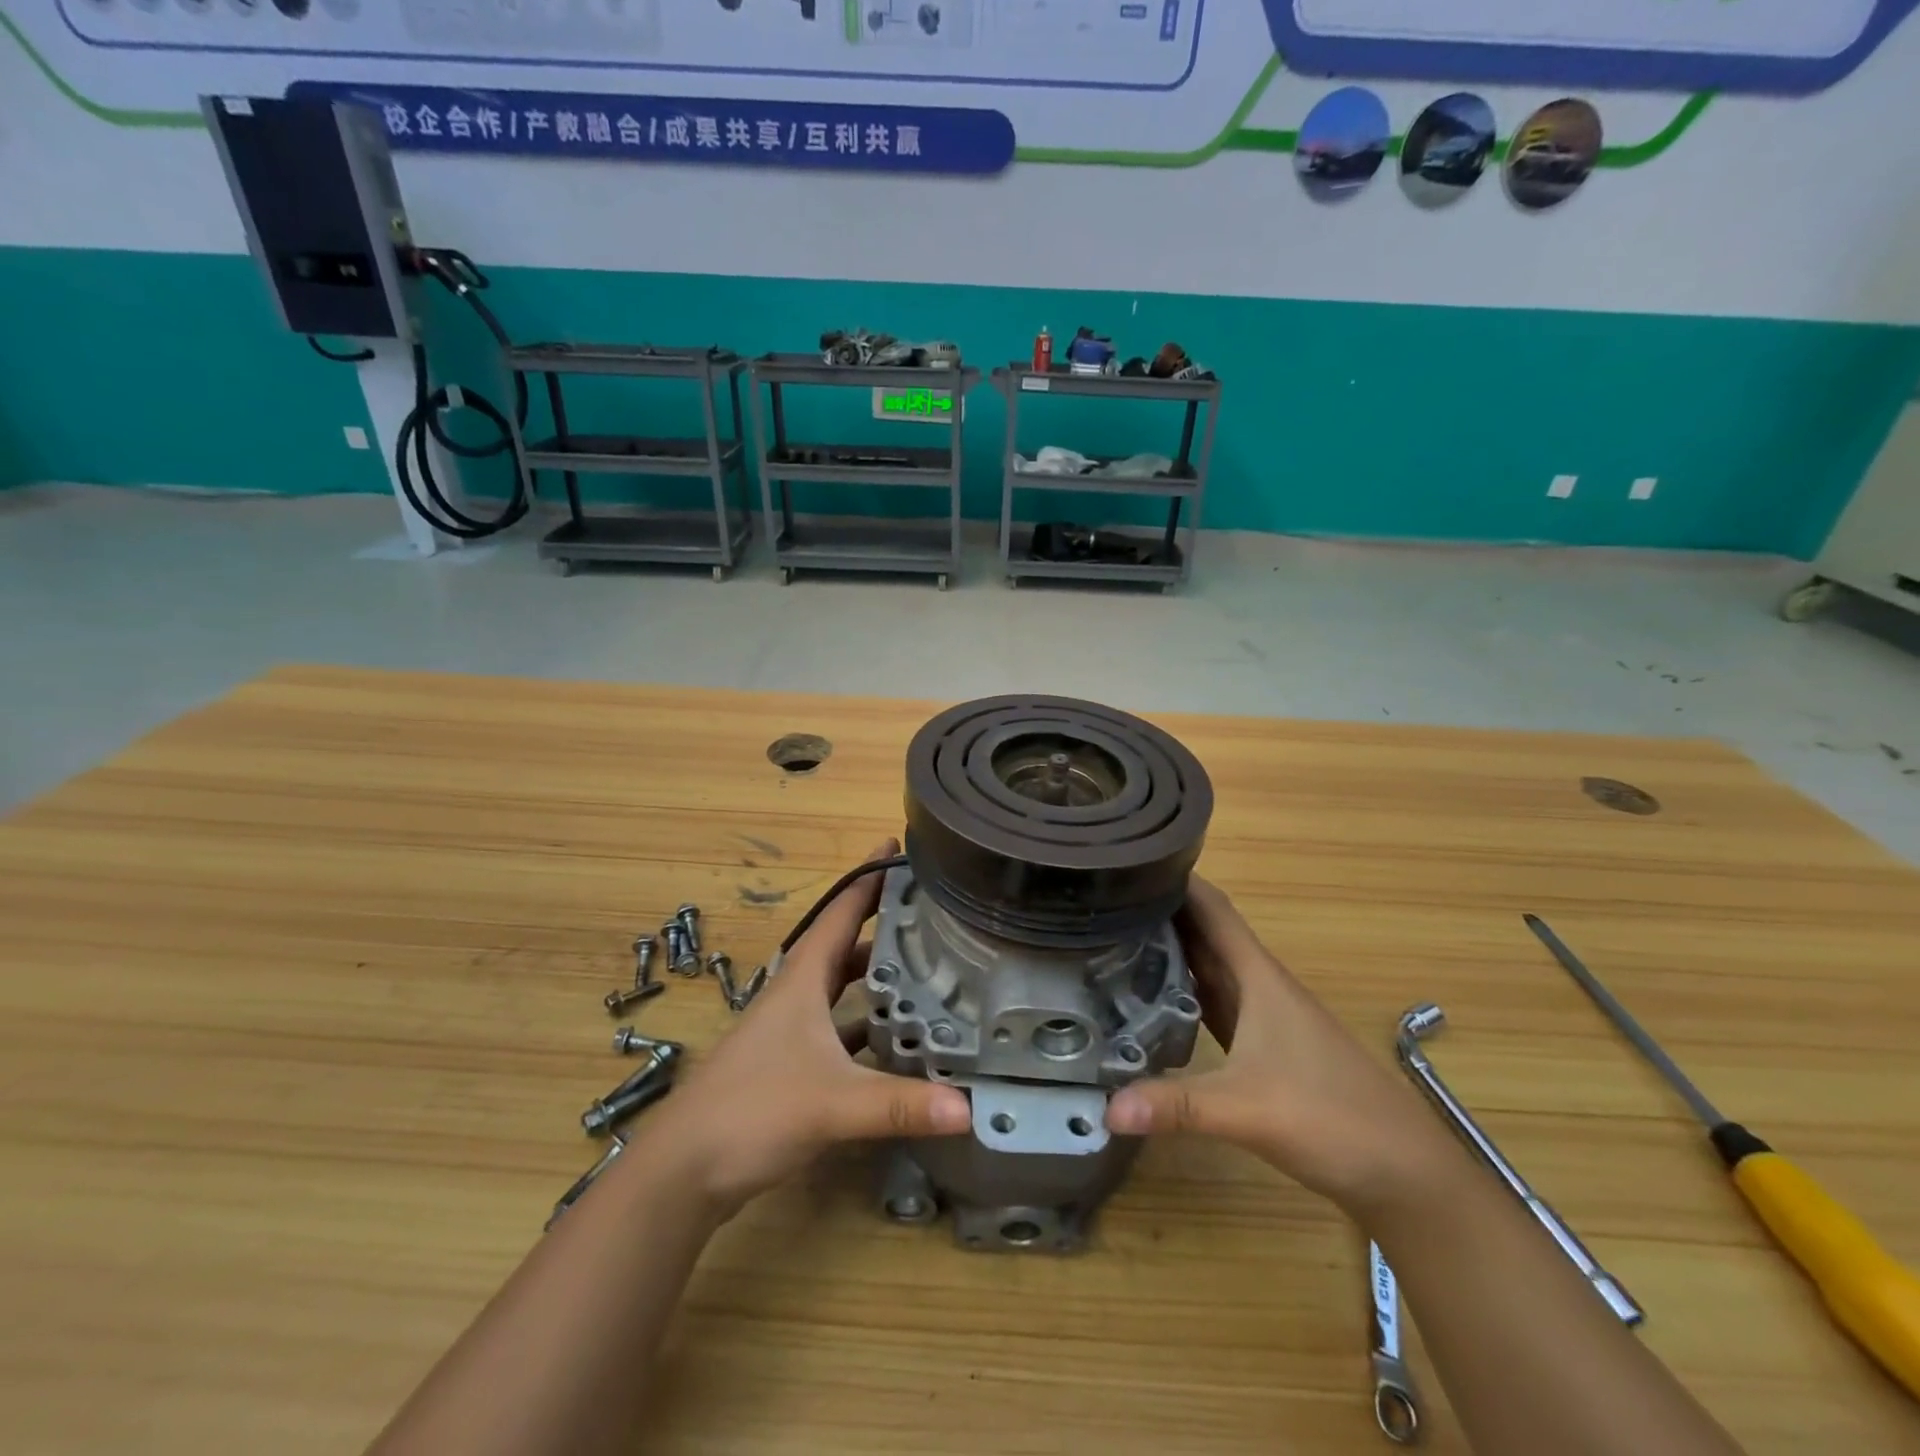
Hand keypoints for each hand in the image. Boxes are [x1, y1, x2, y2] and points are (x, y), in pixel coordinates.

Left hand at [646, 840, 971, 1219]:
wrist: (684, 1168)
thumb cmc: (754, 1110)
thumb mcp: (834, 1104)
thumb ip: (901, 1105)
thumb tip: (970, 1108)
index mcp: (803, 979)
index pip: (841, 911)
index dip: (869, 876)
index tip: (899, 844)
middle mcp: (796, 993)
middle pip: (844, 942)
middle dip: (883, 920)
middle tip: (932, 909)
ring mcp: (790, 1028)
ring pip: (841, 984)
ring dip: (876, 972)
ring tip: (925, 965)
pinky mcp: (789, 1061)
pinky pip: (838, 1024)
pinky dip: (866, 1021)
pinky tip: (896, 1036)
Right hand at [1106, 876, 1448, 1215]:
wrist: (1404, 1172)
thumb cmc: (1331, 1118)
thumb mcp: (1246, 1109)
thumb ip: (1176, 1105)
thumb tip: (1108, 1108)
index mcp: (1258, 976)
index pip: (1212, 908)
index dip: (1176, 878)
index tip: (1129, 863)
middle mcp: (1258, 985)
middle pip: (1204, 932)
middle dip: (1159, 911)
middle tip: (1102, 900)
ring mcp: (1262, 1017)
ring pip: (1208, 966)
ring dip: (1169, 948)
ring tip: (1114, 935)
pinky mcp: (1261, 1047)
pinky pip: (1212, 1001)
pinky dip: (1182, 989)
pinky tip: (1152, 995)